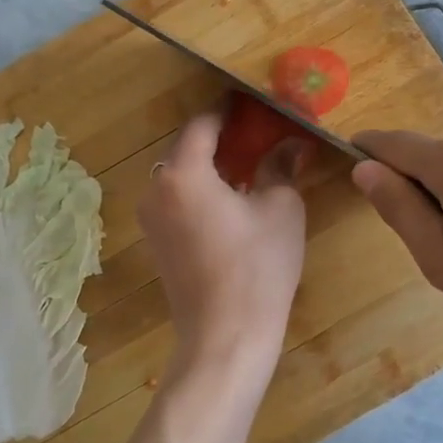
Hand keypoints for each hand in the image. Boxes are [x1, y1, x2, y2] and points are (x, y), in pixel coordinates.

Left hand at [139, 108, 309, 396]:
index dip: (229, 111)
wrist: (226, 337)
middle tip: (259, 134)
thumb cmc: (257, 266)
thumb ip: (280, 166)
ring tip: (249, 166)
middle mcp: (156, 189)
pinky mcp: (157, 243)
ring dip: (211, 166)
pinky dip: (201, 191)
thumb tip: (292, 143)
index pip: (203, 124)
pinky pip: (177, 200)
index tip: (253, 104)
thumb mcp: (280, 208)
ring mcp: (151, 219)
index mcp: (182, 173)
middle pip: (187, 148)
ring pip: (181, 175)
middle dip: (221, 139)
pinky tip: (232, 200)